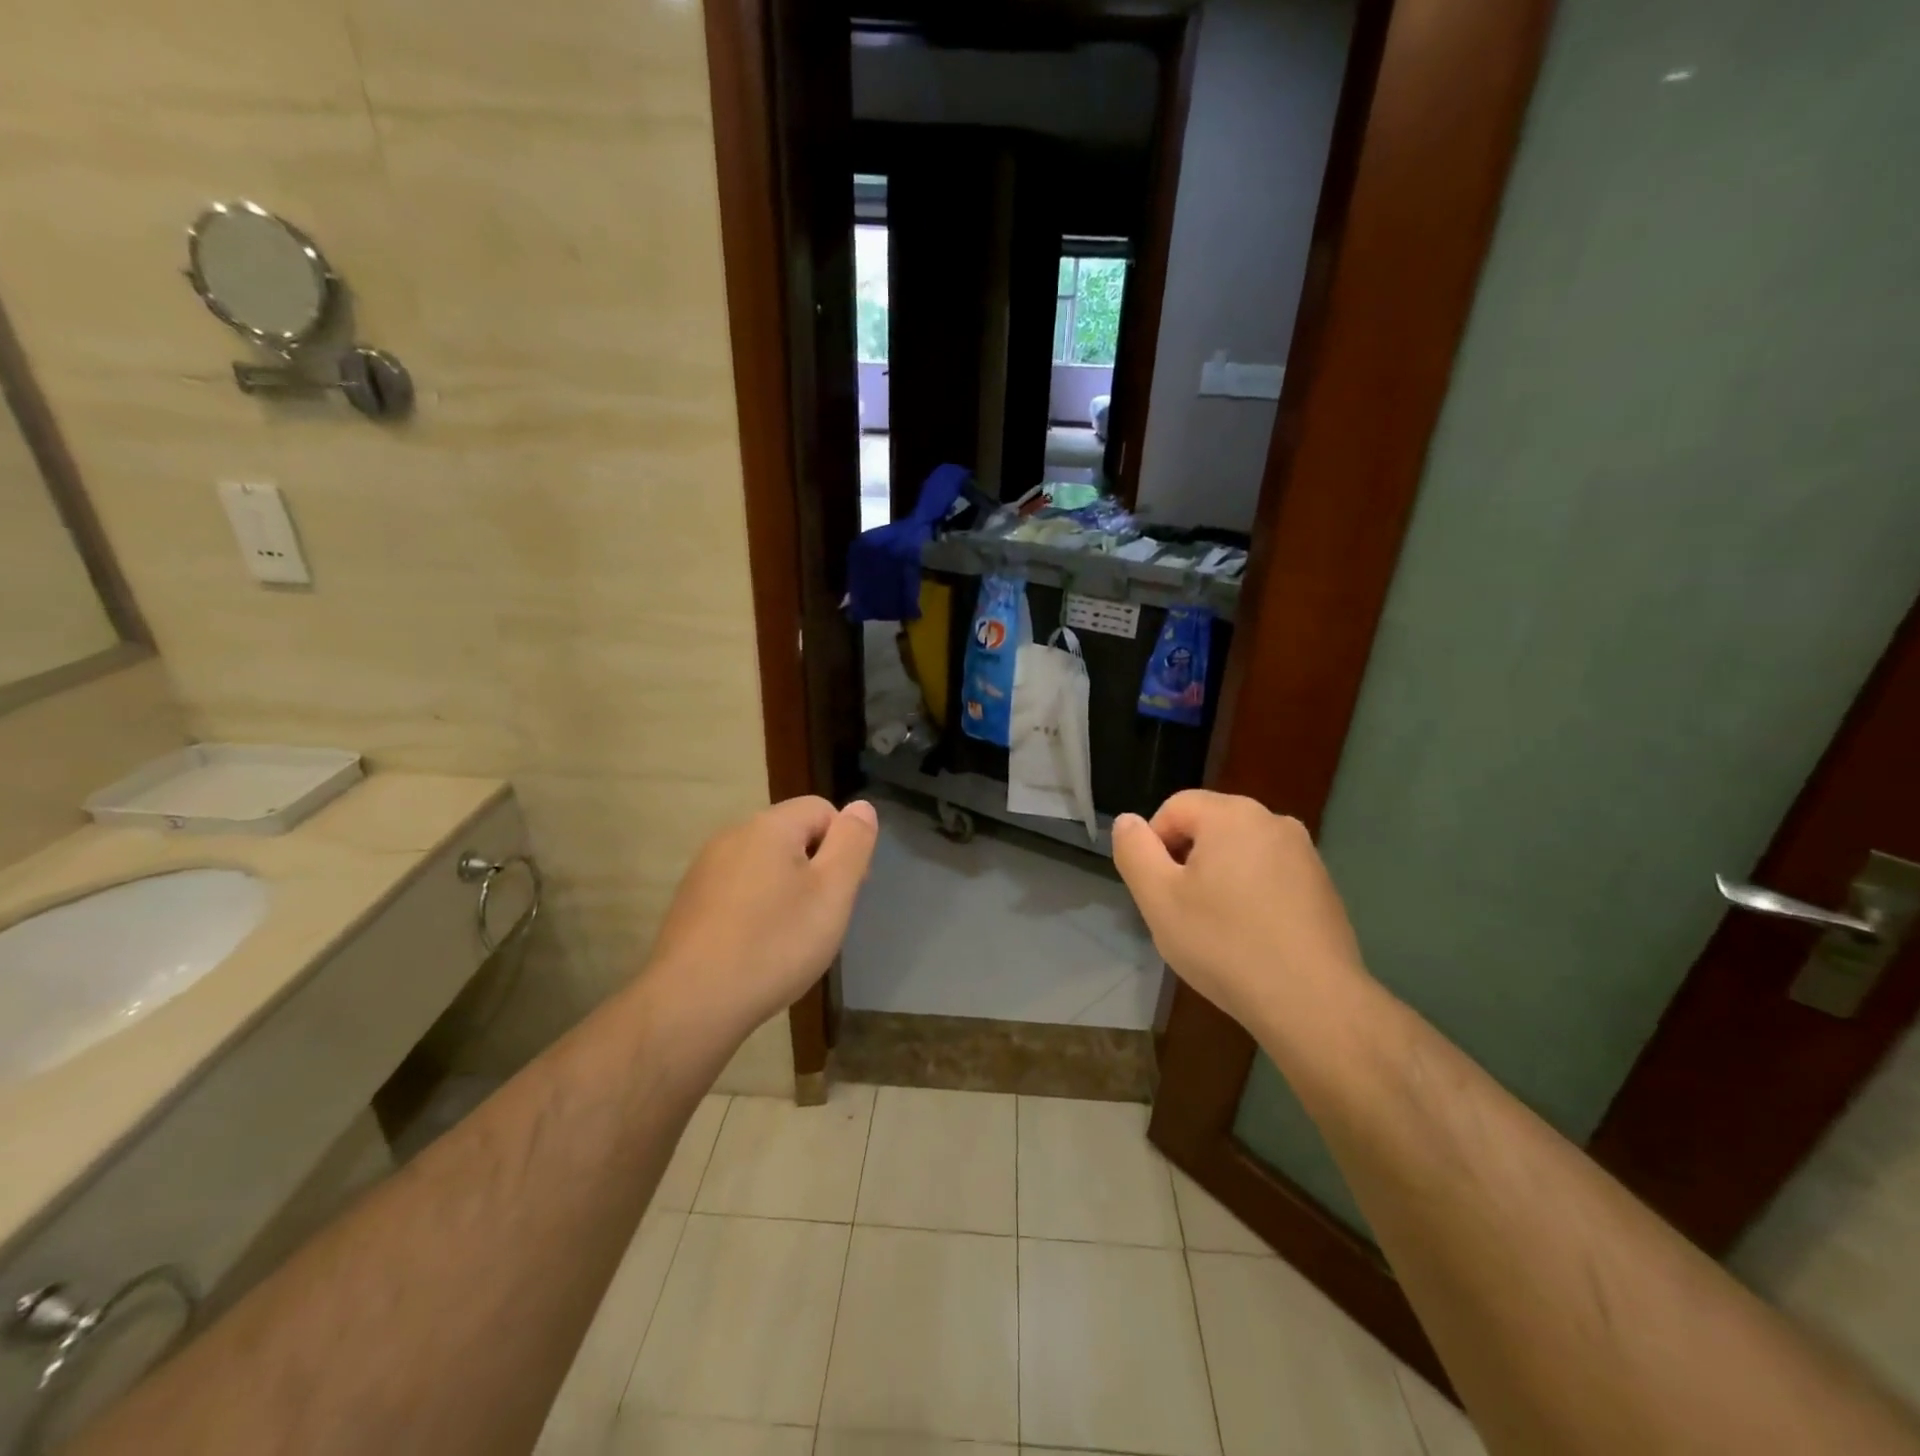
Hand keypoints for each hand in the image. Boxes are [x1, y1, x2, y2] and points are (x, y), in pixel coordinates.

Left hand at [641, 796, 878, 1049]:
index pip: (821, 809)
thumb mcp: (832, 892)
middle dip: (816, 869)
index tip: (846, 890)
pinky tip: (758, 948)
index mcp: (768, 826)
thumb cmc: (774, 944)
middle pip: (792, 835)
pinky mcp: (690, 902)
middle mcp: (732, 836)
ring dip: (787, 890)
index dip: (844, 844)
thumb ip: (852, 843)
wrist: (692, 1003)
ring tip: (792, 937)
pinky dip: (757, 910)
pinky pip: (739, 891)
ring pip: (765, 865)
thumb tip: (861, 807)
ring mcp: (705, 870)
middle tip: (824, 917)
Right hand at [1111, 790, 1365, 1029]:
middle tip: (1180, 912)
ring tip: (1215, 929)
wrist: (1312, 1002)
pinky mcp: (1323, 886)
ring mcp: (1305, 854)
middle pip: (1209, 827)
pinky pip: (1270, 876)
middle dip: (1186, 863)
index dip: (1153, 844)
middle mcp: (1274, 821)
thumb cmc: (1224, 944)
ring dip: (1218, 880)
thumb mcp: (1158, 899)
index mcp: (1232, 814)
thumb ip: (1134, 851)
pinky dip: (1251, 896)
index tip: (1156, 890)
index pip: (1174, 807)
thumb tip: (1128, 821)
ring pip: (1240, 853)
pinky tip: (1250, 938)